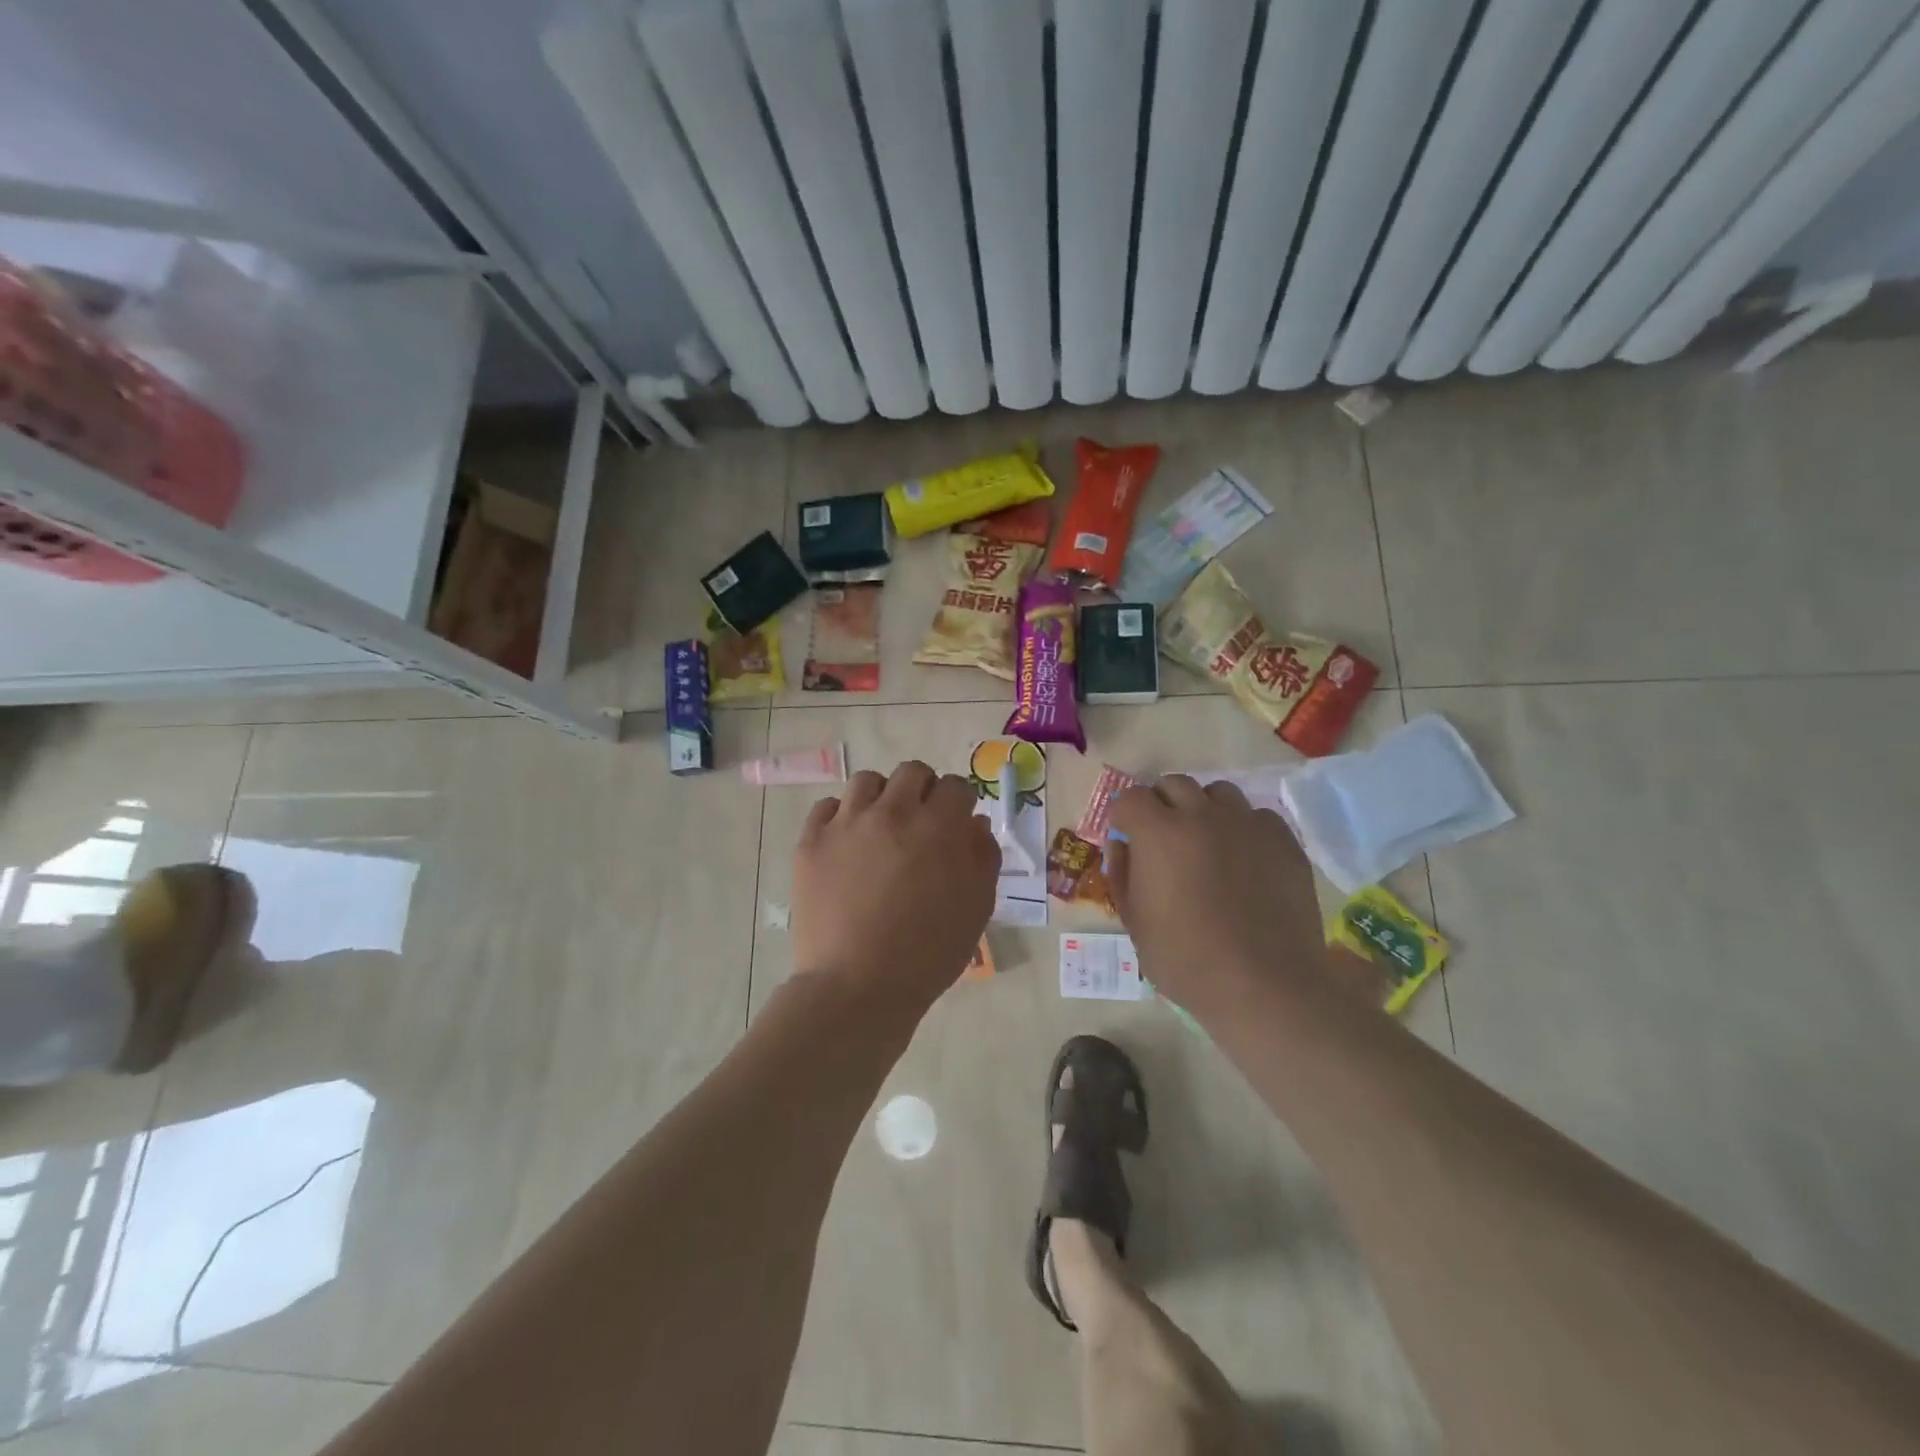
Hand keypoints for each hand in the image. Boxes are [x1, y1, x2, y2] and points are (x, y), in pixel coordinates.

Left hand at [791, 761, 999, 1019]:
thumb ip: (983, 858)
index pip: (955, 786)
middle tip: (920, 821)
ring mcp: (847, 824)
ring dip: (881, 796)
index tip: (955, 822)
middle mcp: (892, 812)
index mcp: (938, 826)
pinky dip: (841, 817)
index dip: (959, 803)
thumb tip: (974, 825)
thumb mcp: (976, 908)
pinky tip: (847, 843)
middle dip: (923, 789)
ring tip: (880, 827)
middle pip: (912, 772)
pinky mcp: (812, 842)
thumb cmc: (928, 953)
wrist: (858, 986)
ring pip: (867, 781)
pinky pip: (827, 807)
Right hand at [1105, 776, 1323, 1017]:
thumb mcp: (1134, 922)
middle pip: (1174, 784)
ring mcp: (1247, 825)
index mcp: (1158, 833)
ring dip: (1204, 810)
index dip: (1124, 817)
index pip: (1130, 798)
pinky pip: (1257, 817)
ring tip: (1207, 843)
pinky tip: (1245, 859)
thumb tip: (1122, 846)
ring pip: (1219, 793)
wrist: (1263, 985)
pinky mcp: (1283, 841)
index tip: (1127, 838)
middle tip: (1163, 838)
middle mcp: (1201, 815)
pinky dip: (1244, 829)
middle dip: (1161, 804)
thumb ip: (1121, 875)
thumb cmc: (1185, 960)